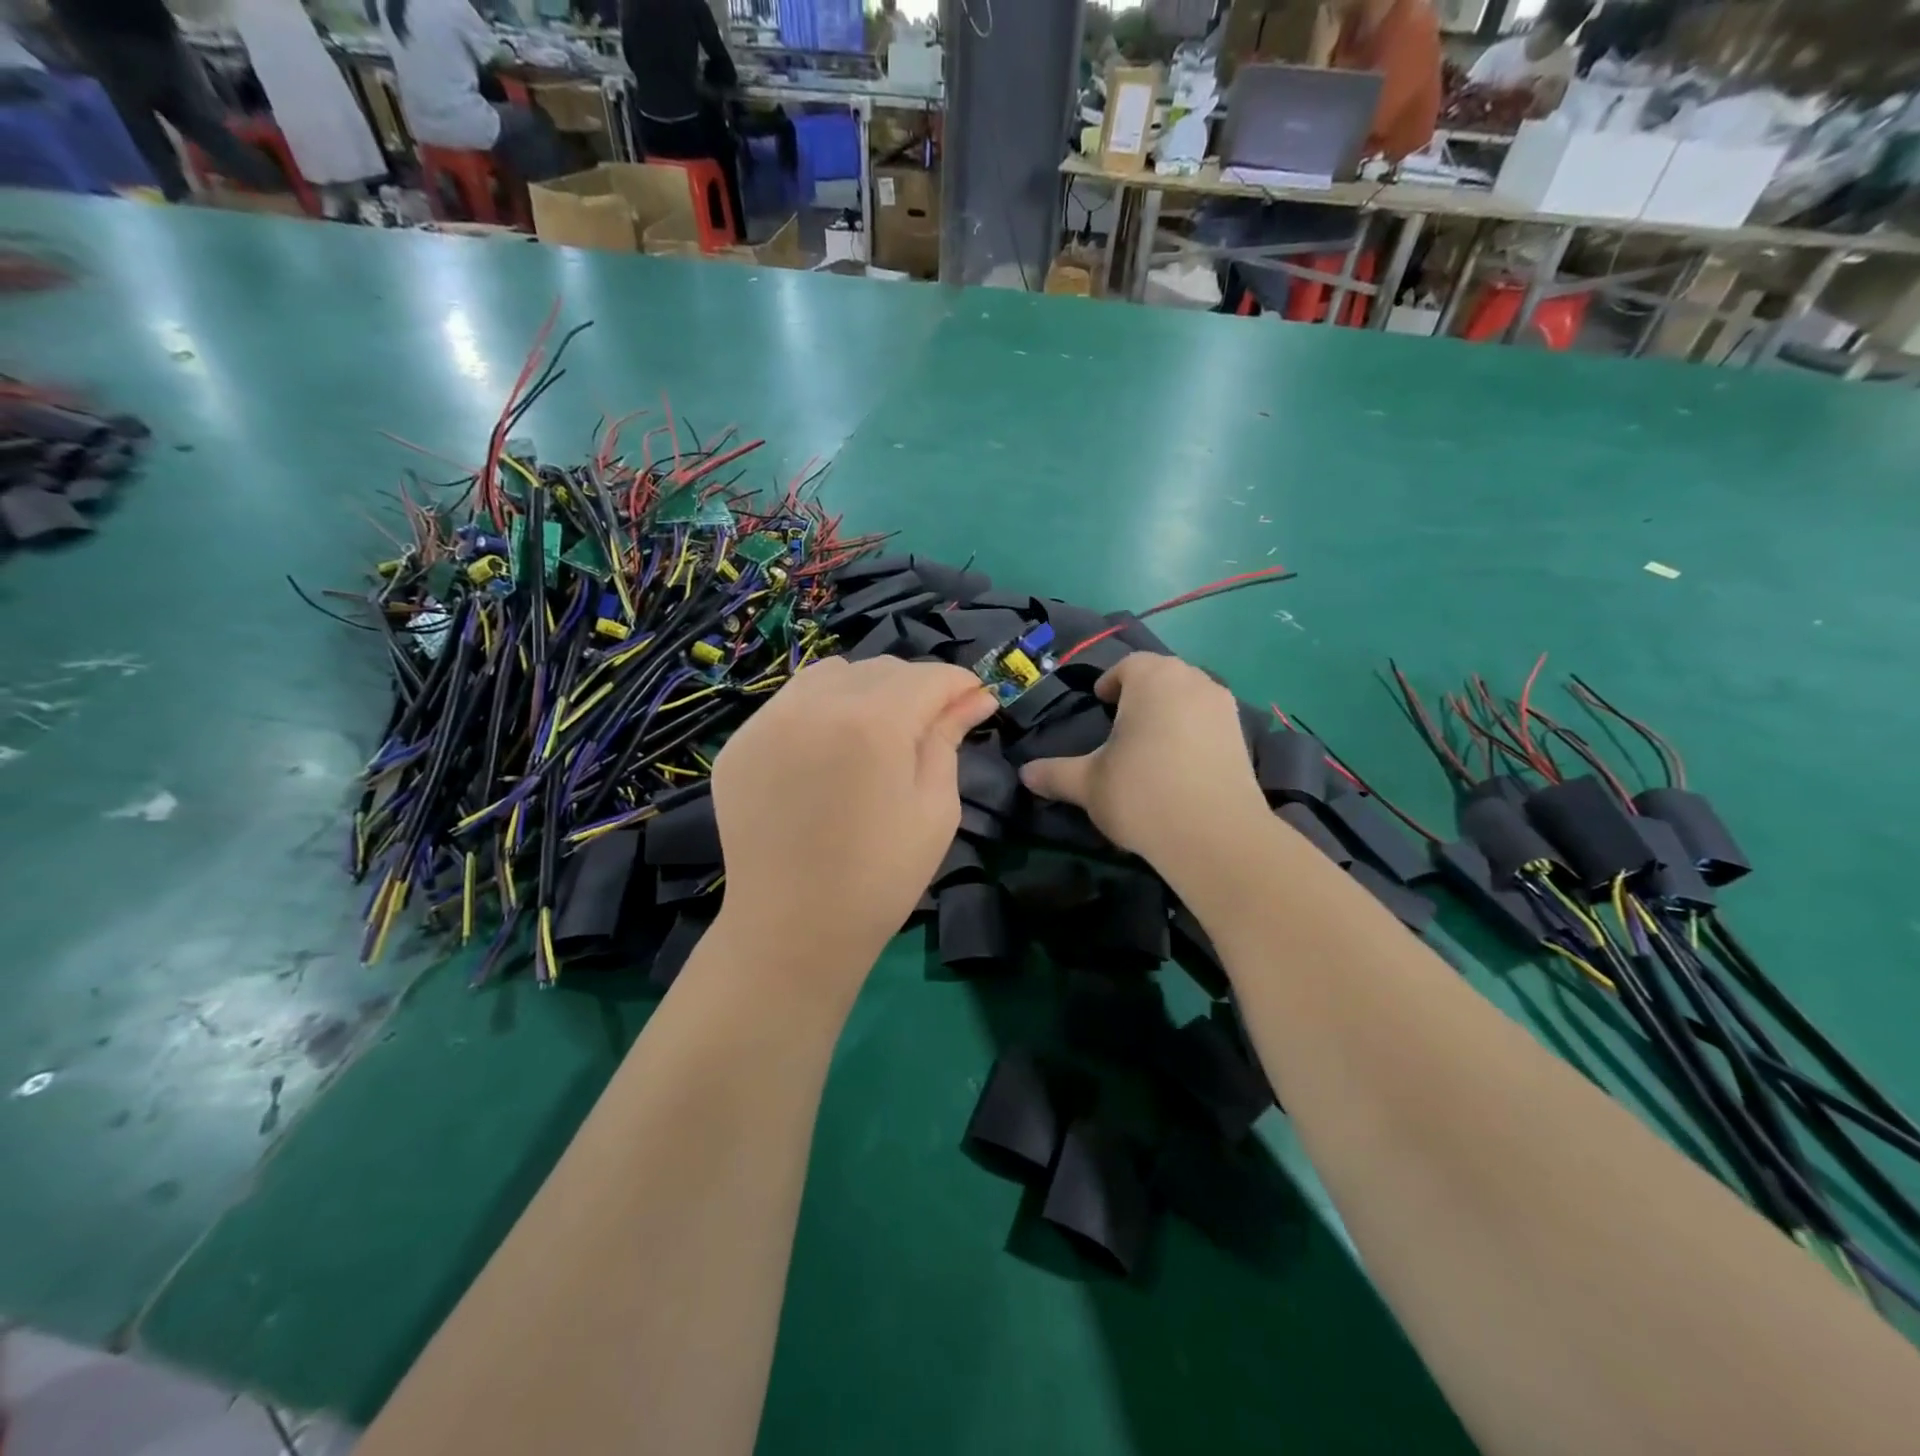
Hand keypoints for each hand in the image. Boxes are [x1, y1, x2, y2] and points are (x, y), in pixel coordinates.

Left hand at [711, 657, 995, 987]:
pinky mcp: (740, 743)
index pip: (928, 677)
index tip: (976, 701)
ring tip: (876, 733)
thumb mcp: (935, 808)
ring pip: (831, 674)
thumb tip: (975, 697)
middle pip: (881, 669)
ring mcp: (768, 720)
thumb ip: (949, 739)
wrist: (793, 929)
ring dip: (864, 690)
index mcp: (873, 722)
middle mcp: (815, 704)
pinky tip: (828, 752)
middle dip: (915, 688)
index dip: (959, 684)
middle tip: (930, 726)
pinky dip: (820, 710)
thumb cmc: (881, 877)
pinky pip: (791, 703)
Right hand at [1019, 653, 1268, 870]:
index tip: (1100, 703)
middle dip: (1141, 693)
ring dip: (1170, 711)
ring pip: (1189, 697)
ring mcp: (1223, 708)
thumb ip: (1055, 773)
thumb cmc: (1142, 794)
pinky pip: (1209, 721)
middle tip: (1121, 724)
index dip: (1110, 682)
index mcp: (1152, 679)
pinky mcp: (1242, 737)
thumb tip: (1025, 774)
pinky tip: (1179, 765)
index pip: (1128, 665)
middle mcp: (1192, 681)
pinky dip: (1193, 732)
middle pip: (1162, 675)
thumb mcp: (1087, 784)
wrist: (1215, 836)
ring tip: (1150, 744)